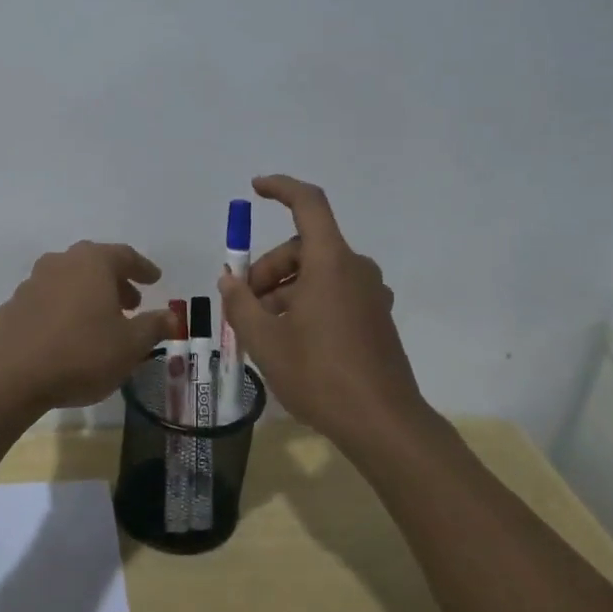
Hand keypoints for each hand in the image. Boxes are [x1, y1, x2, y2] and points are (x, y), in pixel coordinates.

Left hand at [0, 241, 174, 409]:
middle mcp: (60, 263)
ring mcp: (31, 283)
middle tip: (131, 303)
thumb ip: (154, 326)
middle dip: (115, 282)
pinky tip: (67, 335)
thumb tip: (172, 316)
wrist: (12, 377)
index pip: (124, 256)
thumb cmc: (82, 354)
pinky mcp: (12, 307)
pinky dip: (62, 310)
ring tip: (100, 321)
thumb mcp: (131, 345)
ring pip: (68, 281)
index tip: (155, 280)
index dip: (143, 268)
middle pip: (94, 264)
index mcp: (92, 263)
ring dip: (87, 295)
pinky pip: (47, 301)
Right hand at [217, 175, 429, 446]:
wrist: (383, 423)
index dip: (281, 188)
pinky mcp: (376, 317)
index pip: (309, 204)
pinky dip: (307, 302)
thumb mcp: (265, 340)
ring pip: (318, 273)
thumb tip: (229, 279)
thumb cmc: (319, 374)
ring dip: (285, 289)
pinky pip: (335, 293)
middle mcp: (356, 269)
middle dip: (268, 268)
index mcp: (331, 262)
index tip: (255, 188)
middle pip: (304, 247)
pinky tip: (291, 339)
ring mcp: (370, 294)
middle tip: (244, 304)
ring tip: (262, 329)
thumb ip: (241, 303)